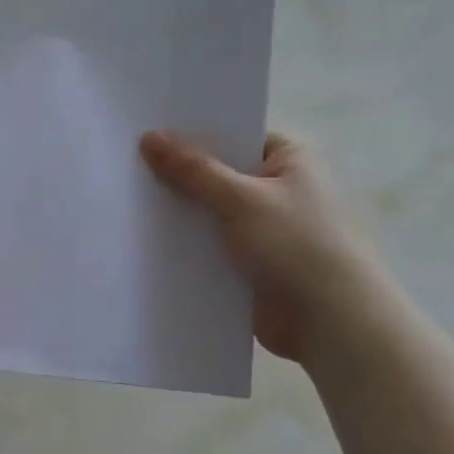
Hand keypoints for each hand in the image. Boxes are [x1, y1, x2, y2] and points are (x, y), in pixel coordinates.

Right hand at [139, 129, 386, 362]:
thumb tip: (149, 137)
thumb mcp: (242, 199)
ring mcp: (259, 228)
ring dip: (177, 213)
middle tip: (122, 163)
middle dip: (176, 175)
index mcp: (287, 159)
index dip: (190, 133)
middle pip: (214, 173)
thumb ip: (193, 170)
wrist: (331, 324)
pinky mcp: (246, 262)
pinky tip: (142, 239)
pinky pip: (206, 245)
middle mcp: (274, 188)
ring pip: (207, 212)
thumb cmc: (297, 246)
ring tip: (122, 199)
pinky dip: (183, 244)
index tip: (144, 129)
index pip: (231, 134)